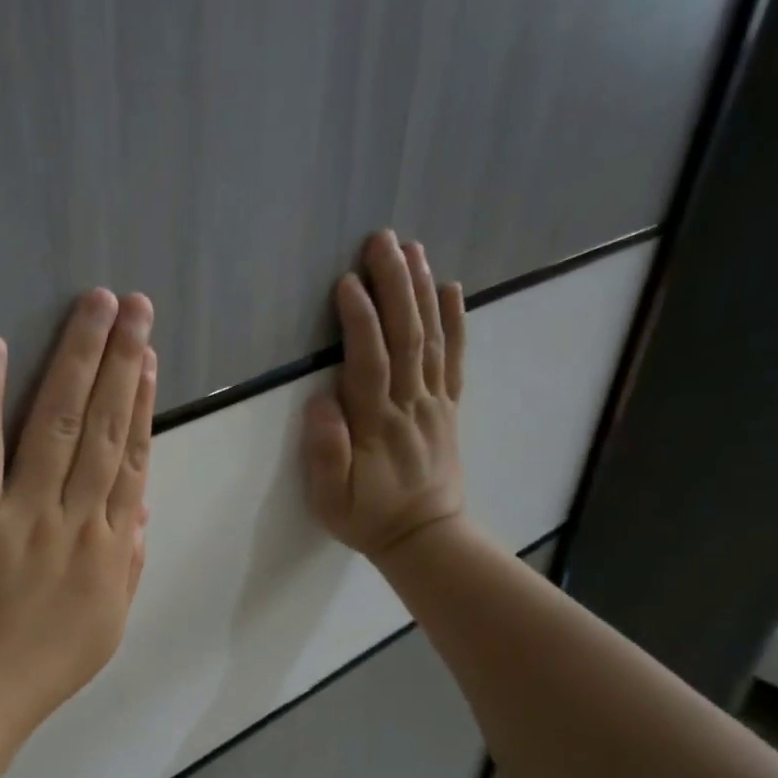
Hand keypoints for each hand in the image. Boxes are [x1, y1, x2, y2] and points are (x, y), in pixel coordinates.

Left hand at [0, 290, 156, 738]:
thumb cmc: (39, 668)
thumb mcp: (107, 625)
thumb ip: (129, 563)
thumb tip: (142, 506)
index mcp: (111, 548)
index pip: (133, 460)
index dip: (143, 403)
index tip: (149, 356)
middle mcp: (75, 520)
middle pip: (105, 428)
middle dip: (121, 360)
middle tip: (133, 305)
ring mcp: (23, 515)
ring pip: (57, 424)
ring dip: (76, 360)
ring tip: (93, 306)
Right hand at [303, 230, 465, 557]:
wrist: (425, 537)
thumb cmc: (369, 517)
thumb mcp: (330, 498)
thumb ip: (325, 452)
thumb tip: (321, 401)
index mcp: (376, 424)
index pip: (369, 362)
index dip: (360, 320)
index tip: (348, 282)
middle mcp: (410, 404)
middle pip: (405, 336)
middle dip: (394, 285)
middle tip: (383, 241)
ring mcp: (434, 402)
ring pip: (430, 339)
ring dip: (421, 291)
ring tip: (412, 249)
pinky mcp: (449, 407)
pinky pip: (455, 358)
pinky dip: (456, 321)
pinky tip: (450, 288)